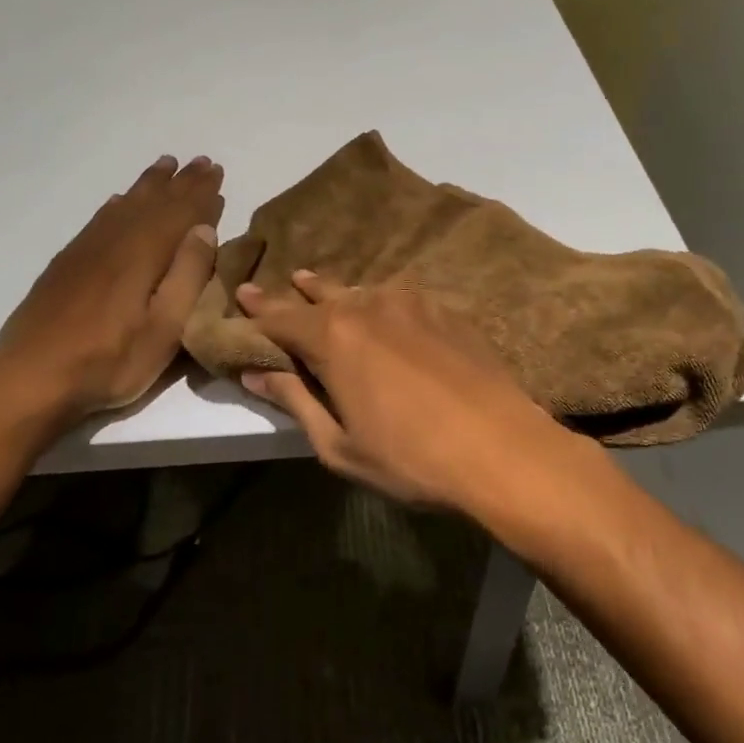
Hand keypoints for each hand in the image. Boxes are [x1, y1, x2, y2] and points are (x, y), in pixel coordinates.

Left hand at [0, 154, 224, 426]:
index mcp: (143, 254)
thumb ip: (187, 277)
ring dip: (149, 185)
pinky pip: (99, 219)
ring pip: (124, 205)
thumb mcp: (164, 330)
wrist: (30, 376)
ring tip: (165, 166)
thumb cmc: (109, 361)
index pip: (180, 213)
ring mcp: (86, 250)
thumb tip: (204, 230)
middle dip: (180, 182)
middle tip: (200, 161)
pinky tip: (119, 201)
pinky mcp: (67, 263)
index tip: (217, 171)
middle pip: (153, 202)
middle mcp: (115, 241)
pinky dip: (117, 204)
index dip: (201, 193)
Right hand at [234, 270, 588, 517]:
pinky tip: (383, 309)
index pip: (282, 316)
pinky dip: (380, 301)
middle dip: (297, 292)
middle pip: (322, 295)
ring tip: (321, 285)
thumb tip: (257, 374)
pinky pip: (401, 298)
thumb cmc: (410, 458)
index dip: (258, 308)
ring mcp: (413, 305)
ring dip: (338, 291)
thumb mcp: (339, 445)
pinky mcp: (447, 313)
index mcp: (334, 338)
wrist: (502, 449)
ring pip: (363, 291)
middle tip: (281, 284)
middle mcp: (369, 307)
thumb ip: (295, 401)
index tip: (241, 293)